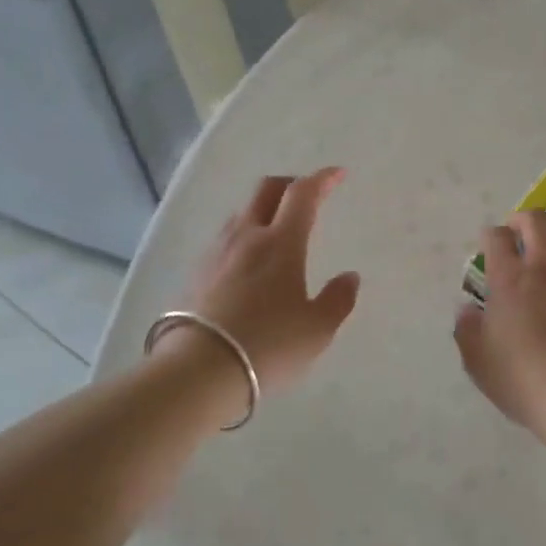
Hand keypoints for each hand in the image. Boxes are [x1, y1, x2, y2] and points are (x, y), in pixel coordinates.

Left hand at [170, 168, 361, 393]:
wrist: (198, 371)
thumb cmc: (268, 345)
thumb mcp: (317, 329)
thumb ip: (338, 299)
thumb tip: (349, 277)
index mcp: (281, 242)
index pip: (303, 194)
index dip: (322, 179)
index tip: (338, 174)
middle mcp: (246, 236)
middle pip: (266, 190)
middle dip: (290, 184)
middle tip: (308, 195)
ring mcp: (216, 253)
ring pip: (242, 213)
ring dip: (264, 210)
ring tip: (278, 229)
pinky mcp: (196, 274)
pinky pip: (225, 239)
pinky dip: (244, 236)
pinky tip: (250, 261)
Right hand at [454, 210, 545, 432]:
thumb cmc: (522, 378)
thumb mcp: (478, 361)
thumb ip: (467, 329)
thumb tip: (467, 310)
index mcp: (509, 278)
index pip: (496, 236)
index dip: (490, 236)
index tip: (489, 248)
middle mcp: (545, 266)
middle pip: (535, 219)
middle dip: (522, 219)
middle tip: (518, 234)